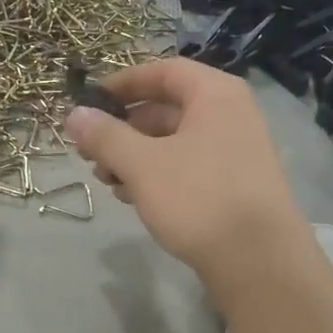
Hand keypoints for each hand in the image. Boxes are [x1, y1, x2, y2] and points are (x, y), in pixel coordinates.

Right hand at [65, 58, 309, 291]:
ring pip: (175, 142)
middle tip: (91, 152)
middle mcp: (231, 115)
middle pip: (167, 108)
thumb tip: (74, 115)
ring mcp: (237, 151)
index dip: (123, 82)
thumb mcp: (142, 164)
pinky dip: (158, 175)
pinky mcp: (235, 185)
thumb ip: (105, 136)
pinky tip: (134, 198)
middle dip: (124, 129)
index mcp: (215, 94)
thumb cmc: (198, 198)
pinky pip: (189, 167)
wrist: (258, 260)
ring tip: (107, 182)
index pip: (163, 71)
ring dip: (136, 156)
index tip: (91, 101)